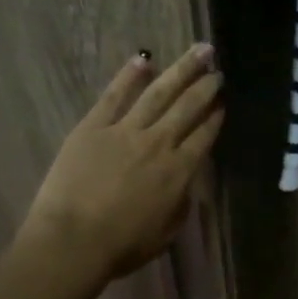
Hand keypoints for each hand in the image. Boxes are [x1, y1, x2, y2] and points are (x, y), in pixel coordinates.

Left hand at [19, 45, 222, 282]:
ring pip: (159, 93)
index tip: (224, 102)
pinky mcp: (93, 126)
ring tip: (199, 52)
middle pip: (188, 108)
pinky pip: (114, 95)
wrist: (73, 240)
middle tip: (217, 70)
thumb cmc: (122, 246)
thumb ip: (180, 202)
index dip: (216, 117)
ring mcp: (125, 131)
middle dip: (206, 87)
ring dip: (181, 71)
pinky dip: (130, 75)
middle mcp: (159, 143)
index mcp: (179, 171)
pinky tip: (143, 58)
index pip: (204, 136)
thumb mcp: (166, 231)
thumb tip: (185, 183)